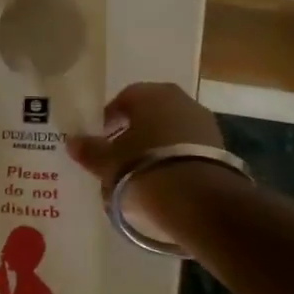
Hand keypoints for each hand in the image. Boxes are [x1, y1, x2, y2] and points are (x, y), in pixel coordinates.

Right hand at [67, 82, 226, 245]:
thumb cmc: (143, 168)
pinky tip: (165, 180)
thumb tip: (73, 142)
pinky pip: (188, 148)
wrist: (199, 199)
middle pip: (149, 113)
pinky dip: (175, 159)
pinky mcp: (220, 148)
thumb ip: (90, 150)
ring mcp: (204, 123)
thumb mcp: (108, 162)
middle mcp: (179, 100)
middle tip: (119, 156)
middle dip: (134, 132)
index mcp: (150, 94)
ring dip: (156, 146)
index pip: (123, 99)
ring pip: (171, 131)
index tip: (100, 140)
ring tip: (141, 173)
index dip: (109, 119)